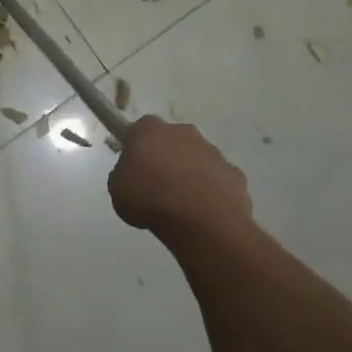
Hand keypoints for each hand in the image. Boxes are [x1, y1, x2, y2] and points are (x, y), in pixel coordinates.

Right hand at [108, 116, 250, 235]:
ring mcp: (212, 151)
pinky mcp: (234, 173)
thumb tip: (133, 174)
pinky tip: (203, 212)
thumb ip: (123, 174)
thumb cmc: (150, 199)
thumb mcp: (117, 189)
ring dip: (189, 174)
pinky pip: (217, 179)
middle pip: (171, 140)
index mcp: (150, 130)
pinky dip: (211, 191)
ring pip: (196, 159)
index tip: (134, 167)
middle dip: (166, 157)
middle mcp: (183, 132)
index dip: (136, 147)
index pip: (139, 129)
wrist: (201, 221)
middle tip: (157, 185)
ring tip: (181, 204)